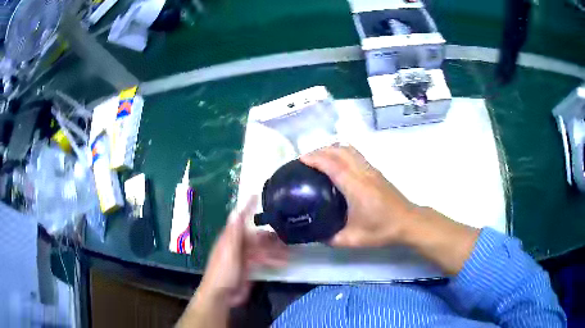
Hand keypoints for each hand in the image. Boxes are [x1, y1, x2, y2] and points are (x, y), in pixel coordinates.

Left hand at [196, 197, 288, 306]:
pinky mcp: (250, 268)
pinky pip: (263, 261)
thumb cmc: (223, 271)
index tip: (256, 195)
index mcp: (230, 238)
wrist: (222, 295)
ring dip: (275, 250)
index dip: (247, 208)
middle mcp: (237, 245)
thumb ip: (234, 232)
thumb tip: (236, 211)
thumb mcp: (228, 250)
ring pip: (262, 249)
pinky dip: (272, 260)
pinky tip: (283, 263)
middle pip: (256, 236)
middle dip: (270, 236)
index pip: (240, 219)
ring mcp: (244, 257)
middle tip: (287, 235)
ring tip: (289, 253)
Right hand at [301, 145, 478, 274]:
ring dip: (332, 148)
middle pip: (340, 150)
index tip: (300, 159)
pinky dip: (342, 152)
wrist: (408, 222)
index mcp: (356, 187)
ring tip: (319, 158)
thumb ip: (331, 239)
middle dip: (320, 150)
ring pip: (349, 149)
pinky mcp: (375, 171)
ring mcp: (371, 170)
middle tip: (306, 159)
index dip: (316, 158)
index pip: (333, 165)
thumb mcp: (354, 239)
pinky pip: (355, 154)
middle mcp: (363, 173)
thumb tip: (314, 235)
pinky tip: (337, 162)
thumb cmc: (382, 229)